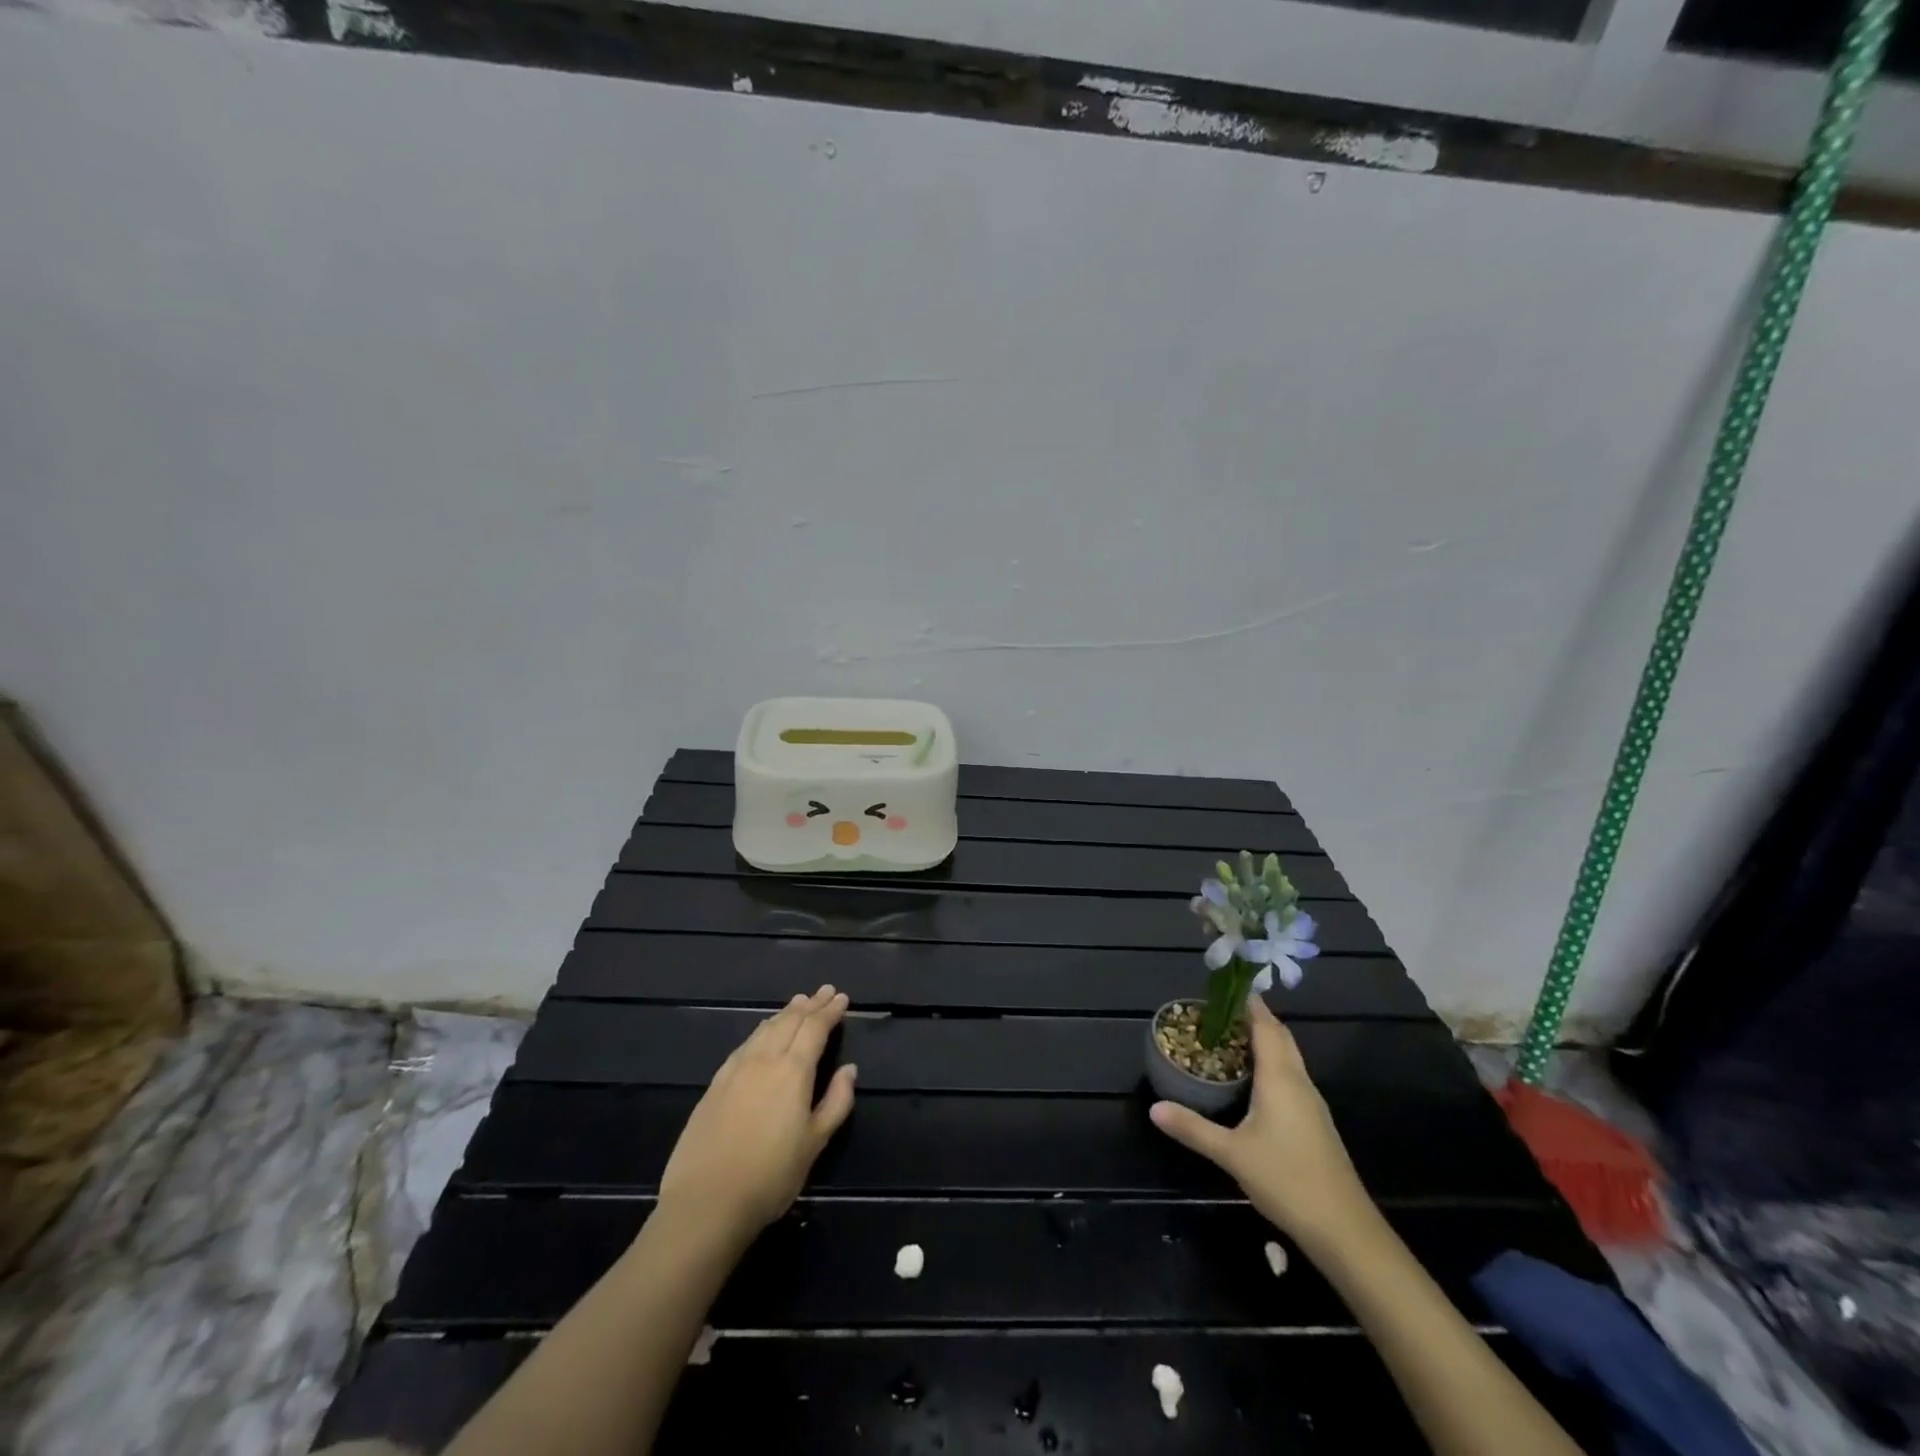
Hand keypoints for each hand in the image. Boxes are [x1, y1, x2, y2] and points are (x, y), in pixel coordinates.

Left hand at [658, 985, 857, 1243]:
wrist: (706, 1202)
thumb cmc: (770, 1176)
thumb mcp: (815, 1143)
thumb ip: (836, 1102)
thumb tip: (849, 1069)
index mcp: (793, 1070)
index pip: (815, 1028)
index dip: (829, 1011)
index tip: (841, 998)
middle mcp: (764, 1059)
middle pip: (790, 1021)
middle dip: (810, 1005)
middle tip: (824, 991)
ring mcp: (736, 1069)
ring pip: (765, 1029)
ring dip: (785, 1013)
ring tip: (798, 1003)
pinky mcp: (715, 1084)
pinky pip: (745, 1044)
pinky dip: (761, 1030)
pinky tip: (762, 1032)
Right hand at [1149, 994, 1372, 1248]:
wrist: (1345, 1229)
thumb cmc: (1287, 1179)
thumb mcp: (1232, 1154)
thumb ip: (1193, 1128)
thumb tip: (1154, 1109)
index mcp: (1280, 1078)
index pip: (1265, 1026)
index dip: (1249, 1003)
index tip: (1227, 986)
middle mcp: (1299, 1082)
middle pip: (1280, 1037)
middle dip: (1255, 1018)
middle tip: (1222, 1010)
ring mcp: (1311, 1103)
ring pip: (1289, 1057)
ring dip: (1265, 1040)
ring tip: (1232, 1038)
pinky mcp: (1316, 1123)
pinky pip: (1292, 1076)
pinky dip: (1273, 1064)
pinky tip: (1254, 1081)